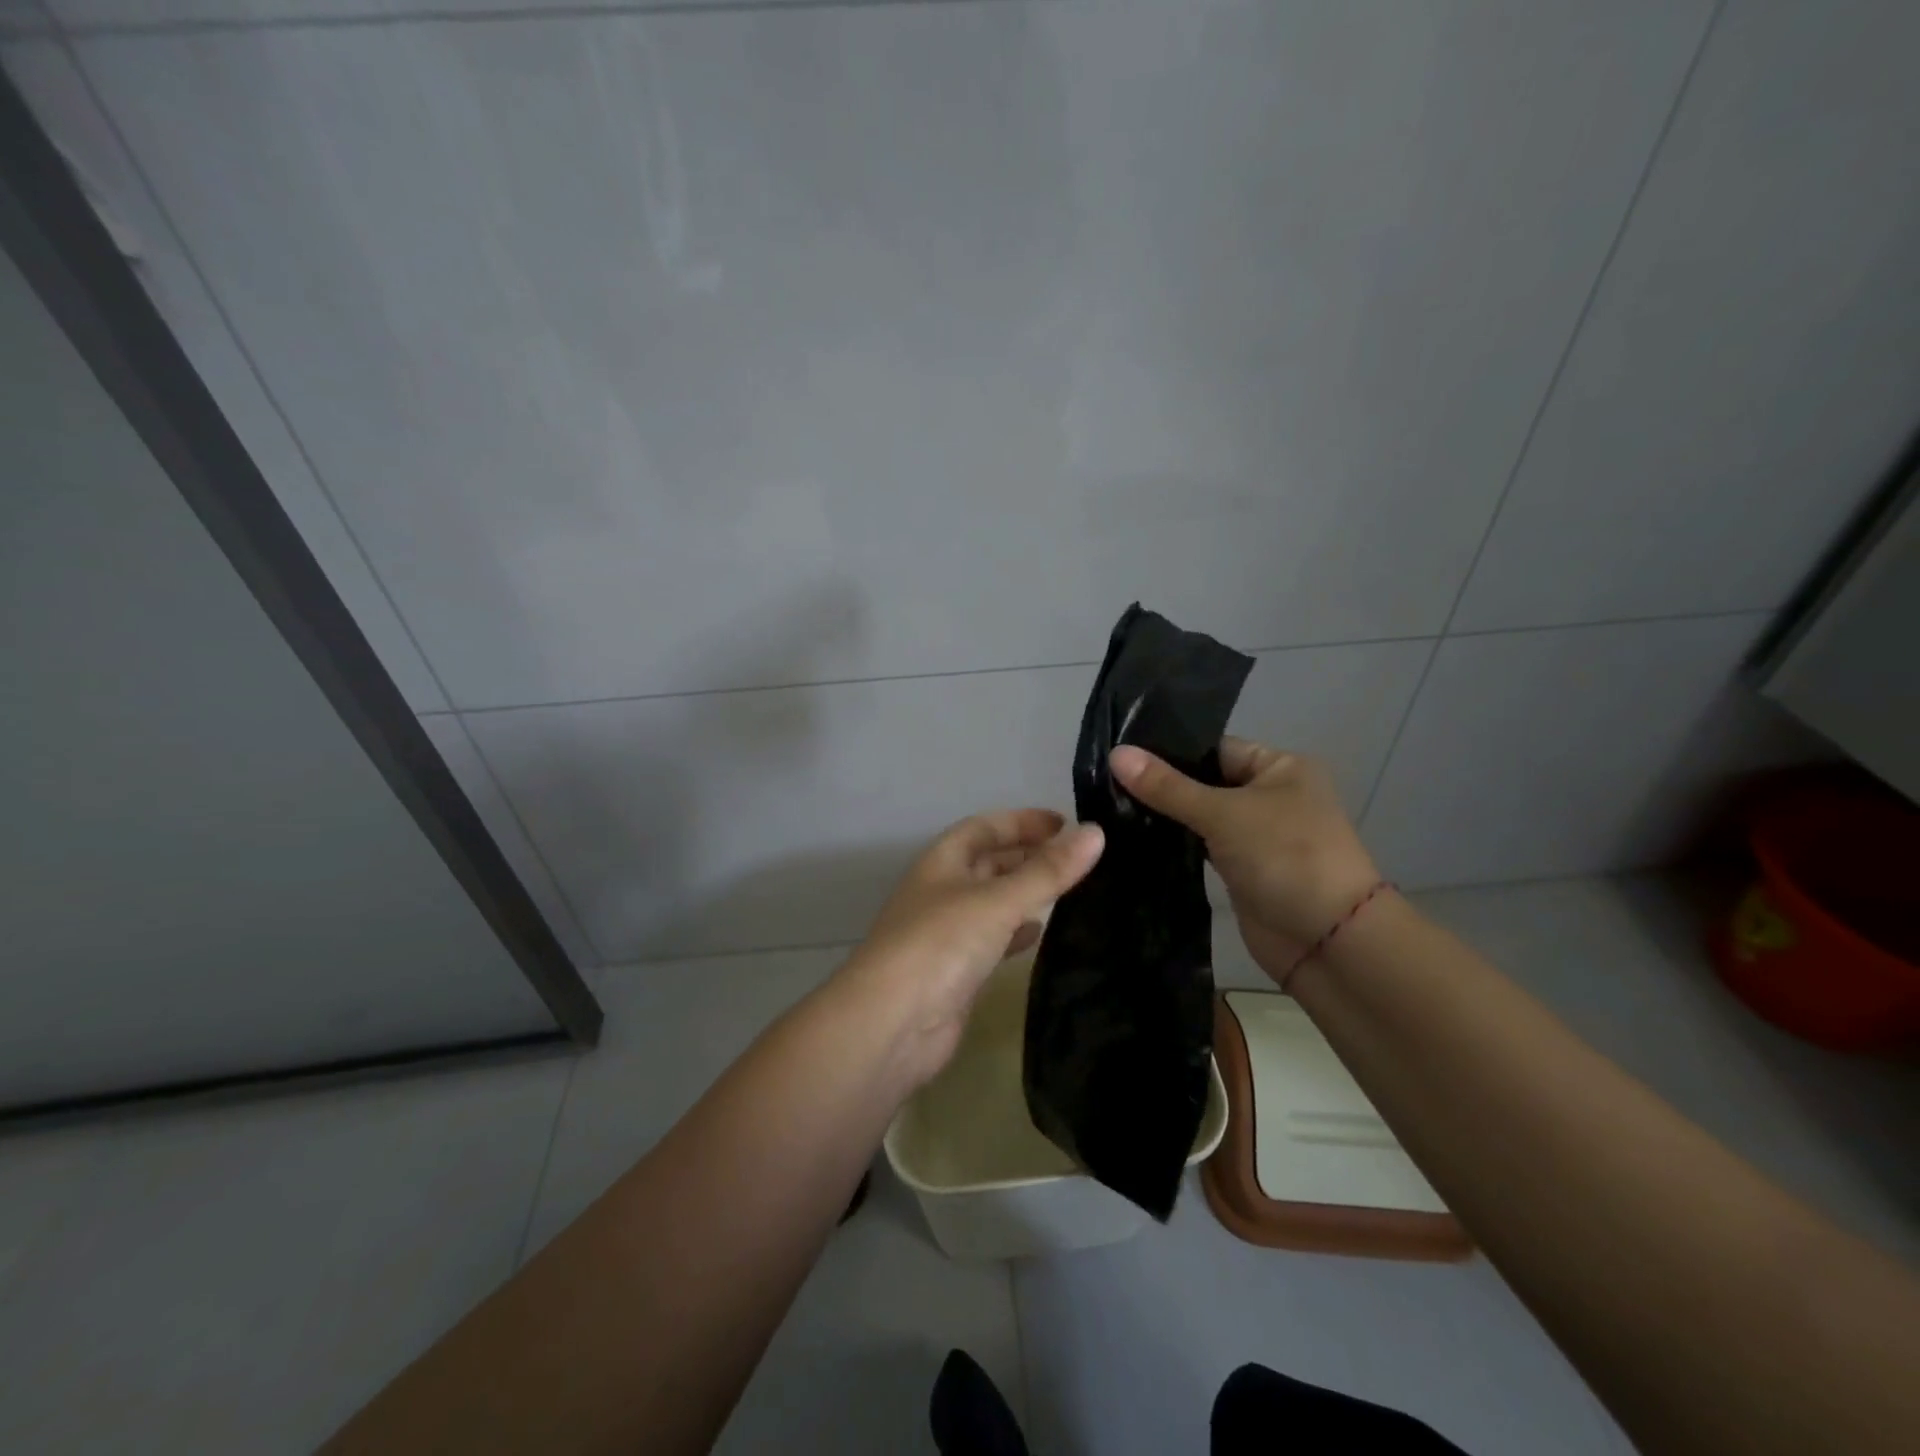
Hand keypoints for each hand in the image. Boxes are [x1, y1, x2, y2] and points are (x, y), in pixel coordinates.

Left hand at [832, 809, 1103, 1088]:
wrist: (892, 1024)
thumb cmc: (941, 944)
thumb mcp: (998, 901)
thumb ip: (1048, 871)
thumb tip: (1096, 833)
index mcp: (943, 862)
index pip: (985, 827)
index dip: (1023, 822)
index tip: (1066, 824)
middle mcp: (943, 891)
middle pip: (989, 862)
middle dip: (1028, 856)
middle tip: (1078, 858)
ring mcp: (947, 933)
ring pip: (993, 902)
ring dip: (1025, 893)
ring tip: (1071, 890)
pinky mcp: (957, 971)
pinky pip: (992, 940)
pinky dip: (1016, 932)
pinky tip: (1040, 934)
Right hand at [1110, 738, 1380, 981]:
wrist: (1327, 941)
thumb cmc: (1285, 857)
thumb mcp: (1223, 814)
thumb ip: (1167, 787)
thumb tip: (1116, 754)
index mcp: (1280, 767)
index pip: (1214, 748)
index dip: (1169, 750)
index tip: (1119, 754)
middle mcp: (1271, 796)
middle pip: (1205, 782)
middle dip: (1162, 785)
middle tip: (1105, 782)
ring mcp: (1258, 836)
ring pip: (1202, 817)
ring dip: (1167, 817)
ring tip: (1110, 807)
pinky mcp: (1243, 870)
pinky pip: (1203, 848)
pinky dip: (1177, 845)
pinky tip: (1135, 838)